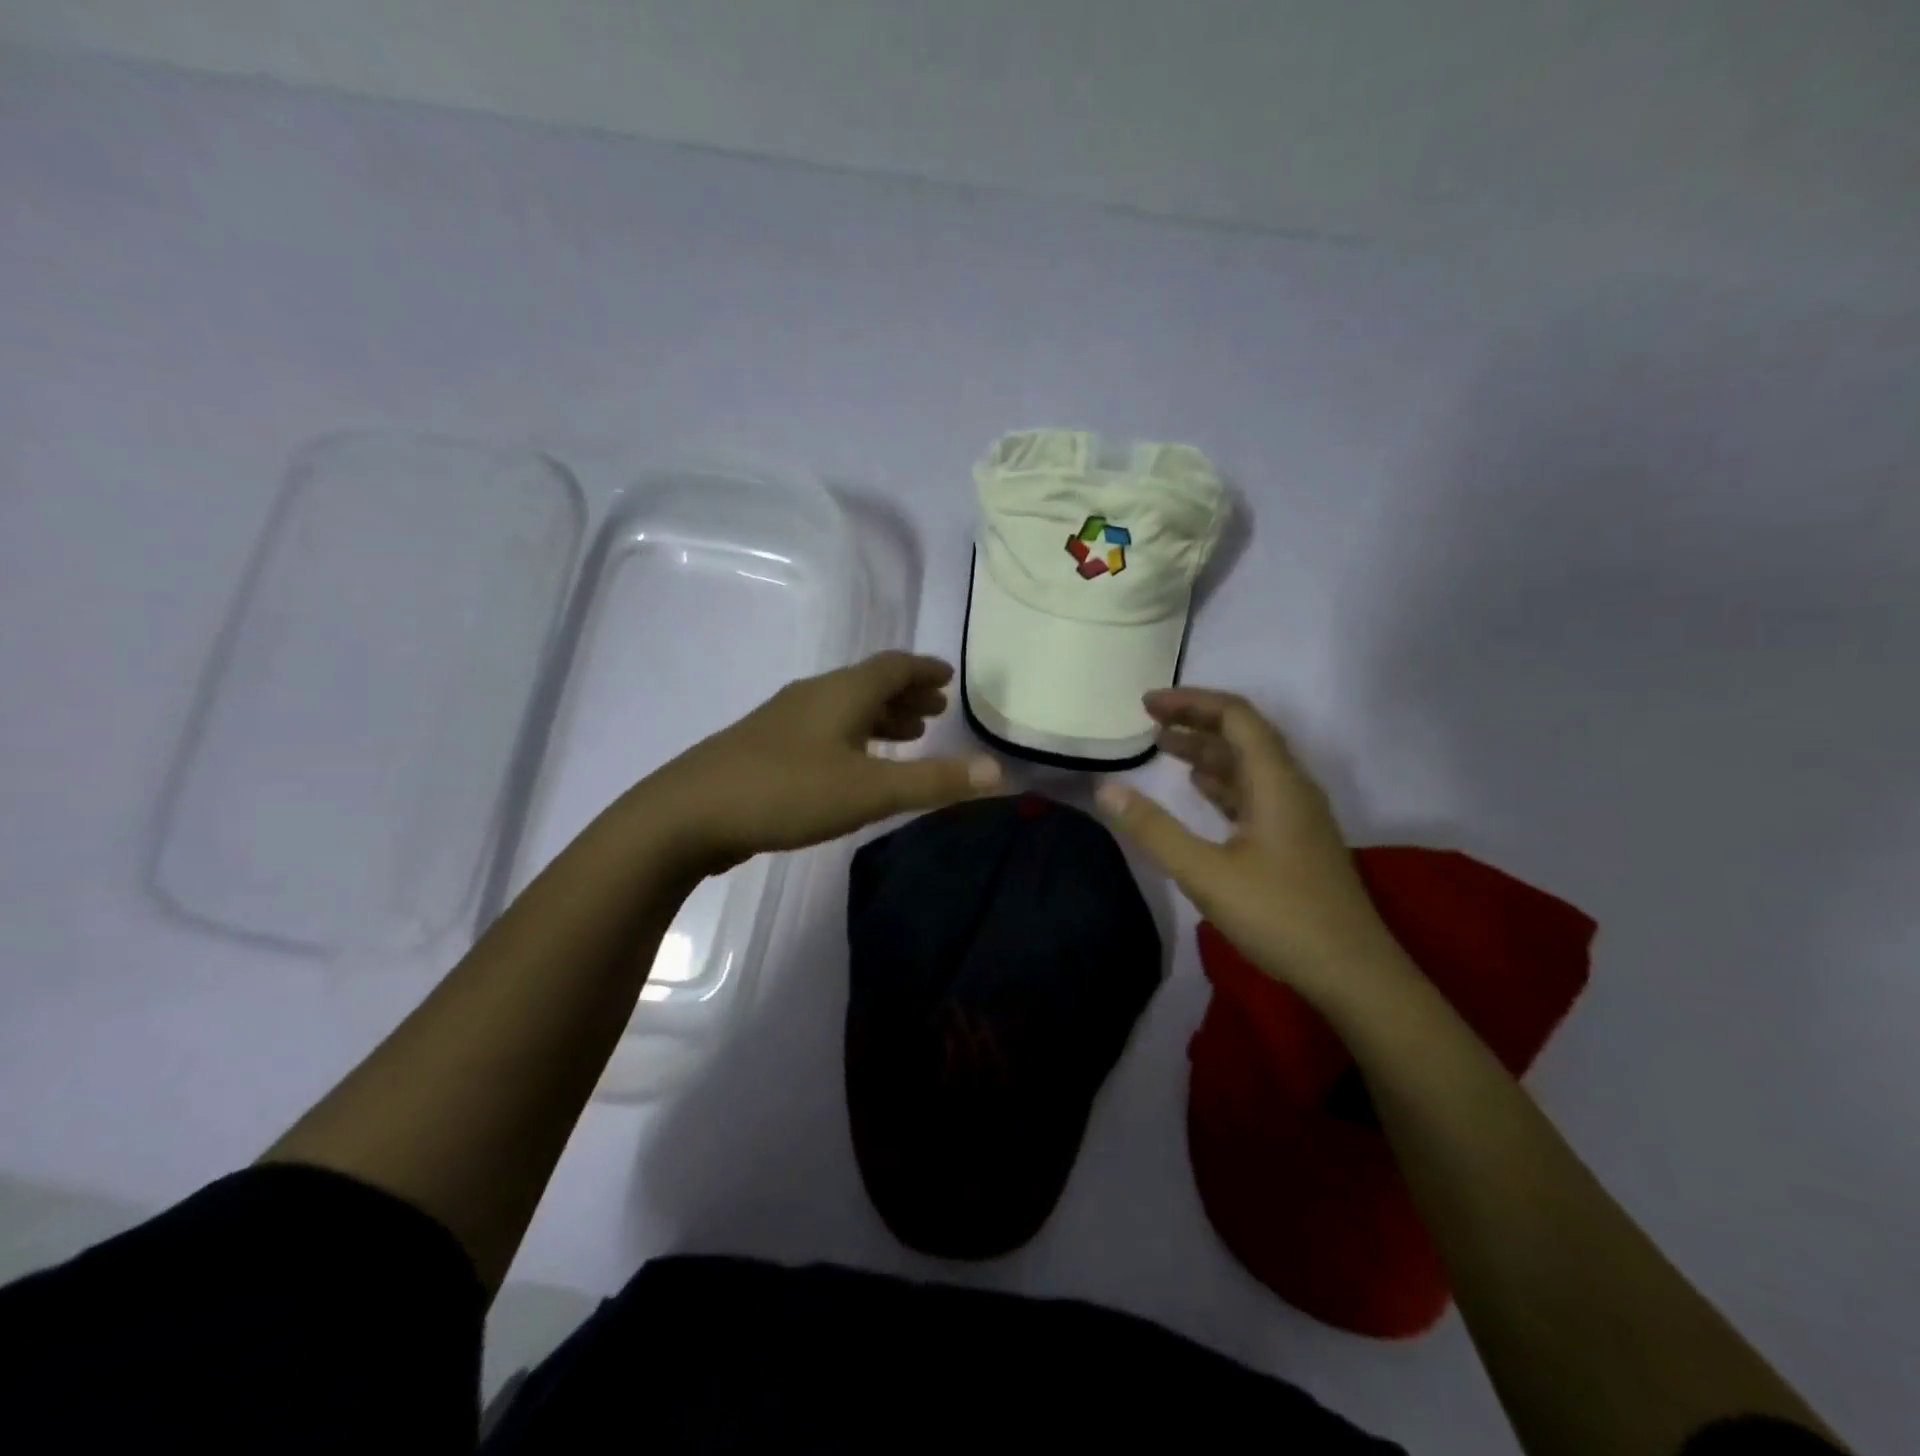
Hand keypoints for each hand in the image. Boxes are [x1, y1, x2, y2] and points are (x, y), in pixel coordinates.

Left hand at [643, 651, 1002, 872]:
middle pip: (868, 683)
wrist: (689, 813)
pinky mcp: (765, 747)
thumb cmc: (788, 792)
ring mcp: (784, 720)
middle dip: (905, 693)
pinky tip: (851, 762)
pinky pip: (824, 727)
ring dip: (879, 715)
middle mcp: (814, 695)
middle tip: (935, 708)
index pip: (893, 666)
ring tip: (906, 733)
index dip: (924, 669)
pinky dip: (853, 734)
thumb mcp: (870, 790)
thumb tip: (998, 771)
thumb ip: (934, 781)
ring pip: (843, 707)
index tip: (948, 675)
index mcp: (842, 692)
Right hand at [1095, 688, 1398, 996]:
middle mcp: (1291, 787)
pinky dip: (1221, 781)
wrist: (1352, 973)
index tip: (1147, 704)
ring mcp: (1296, 814)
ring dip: (1208, 750)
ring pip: (1249, 764)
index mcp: (1276, 782)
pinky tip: (1199, 788)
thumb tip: (1105, 789)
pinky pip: (1253, 792)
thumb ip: (1154, 829)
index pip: (1236, 716)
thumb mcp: (1206, 873)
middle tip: (1149, 721)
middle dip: (1196, 720)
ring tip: (1164, 746)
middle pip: (1244, 734)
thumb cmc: (1280, 916)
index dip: (1191, 702)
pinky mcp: (1294, 839)